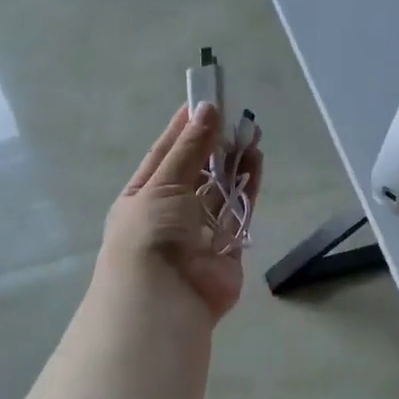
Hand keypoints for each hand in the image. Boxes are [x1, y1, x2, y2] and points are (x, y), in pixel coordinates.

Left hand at [101, 104, 264, 322]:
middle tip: (236, 116)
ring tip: (251, 133)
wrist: (164, 296)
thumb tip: (206, 109)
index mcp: (142, 197)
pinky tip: (256, 162)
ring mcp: (199, 232)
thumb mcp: (163, 183)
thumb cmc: (151, 232)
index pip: (164, 156)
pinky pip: (238, 212)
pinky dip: (248, 188)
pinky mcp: (227, 249)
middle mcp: (169, 214)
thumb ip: (189, 148)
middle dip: (214, 145)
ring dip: (234, 163)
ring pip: (220, 191)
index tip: (203, 102)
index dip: (183, 130)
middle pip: (195, 172)